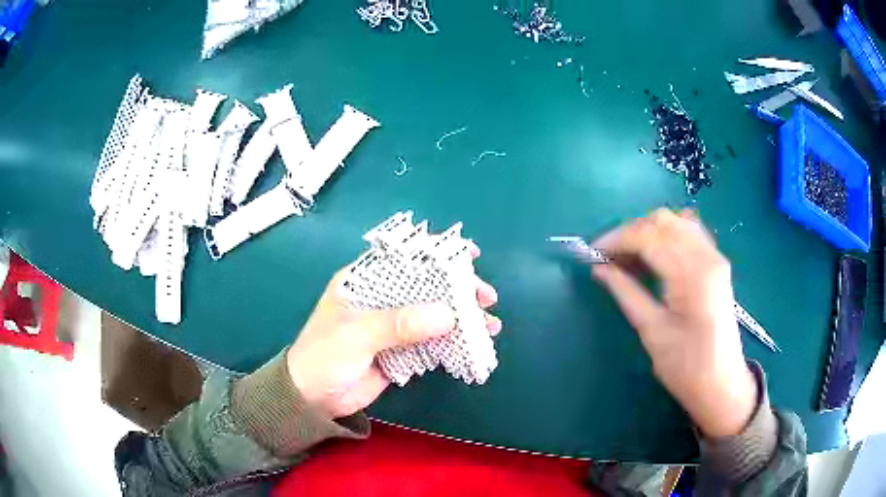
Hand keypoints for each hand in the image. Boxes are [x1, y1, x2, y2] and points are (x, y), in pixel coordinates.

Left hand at [287, 245, 500, 418]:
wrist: (313, 399)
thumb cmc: (324, 356)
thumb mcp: (355, 335)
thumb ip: (398, 323)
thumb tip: (448, 315)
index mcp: (364, 281)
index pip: (404, 257)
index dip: (437, 253)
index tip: (468, 256)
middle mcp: (381, 299)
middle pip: (426, 286)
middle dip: (458, 290)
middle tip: (485, 298)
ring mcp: (393, 326)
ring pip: (434, 315)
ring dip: (461, 319)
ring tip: (489, 324)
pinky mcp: (401, 350)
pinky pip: (432, 342)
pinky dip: (453, 342)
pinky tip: (472, 345)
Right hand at [591, 208, 756, 437]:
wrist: (722, 384)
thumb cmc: (686, 366)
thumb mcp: (652, 332)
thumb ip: (626, 293)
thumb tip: (599, 269)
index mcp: (692, 274)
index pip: (649, 237)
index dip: (617, 239)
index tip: (593, 253)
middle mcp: (707, 256)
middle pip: (663, 221)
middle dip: (631, 232)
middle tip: (609, 257)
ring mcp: (715, 257)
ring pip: (676, 222)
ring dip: (648, 232)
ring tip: (628, 257)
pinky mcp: (716, 264)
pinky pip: (689, 233)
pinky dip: (666, 236)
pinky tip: (654, 256)